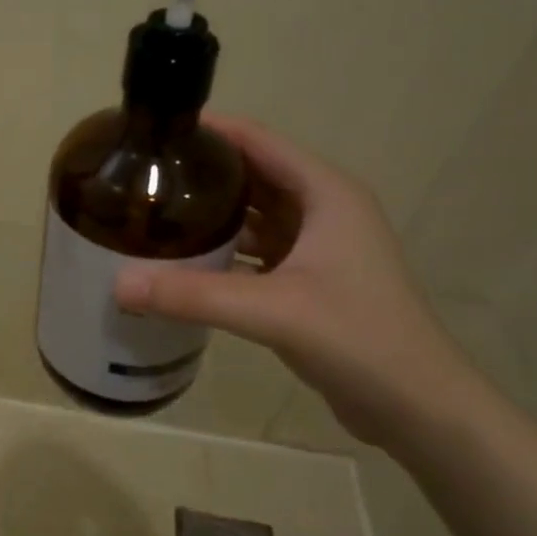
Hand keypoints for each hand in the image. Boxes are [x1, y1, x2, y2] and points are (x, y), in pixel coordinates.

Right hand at [113, 114, 482, 447]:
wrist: (418, 408)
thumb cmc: (358, 339)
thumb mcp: (271, 310)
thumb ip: (193, 295)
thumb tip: (118, 284)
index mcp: (325, 193)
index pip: (259, 141)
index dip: (211, 129)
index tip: (157, 127)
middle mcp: (323, 209)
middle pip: (253, 174)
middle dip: (203, 171)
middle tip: (143, 172)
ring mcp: (318, 246)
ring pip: (254, 214)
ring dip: (212, 211)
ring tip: (155, 210)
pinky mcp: (310, 279)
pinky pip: (256, 249)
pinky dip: (224, 248)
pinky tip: (184, 258)